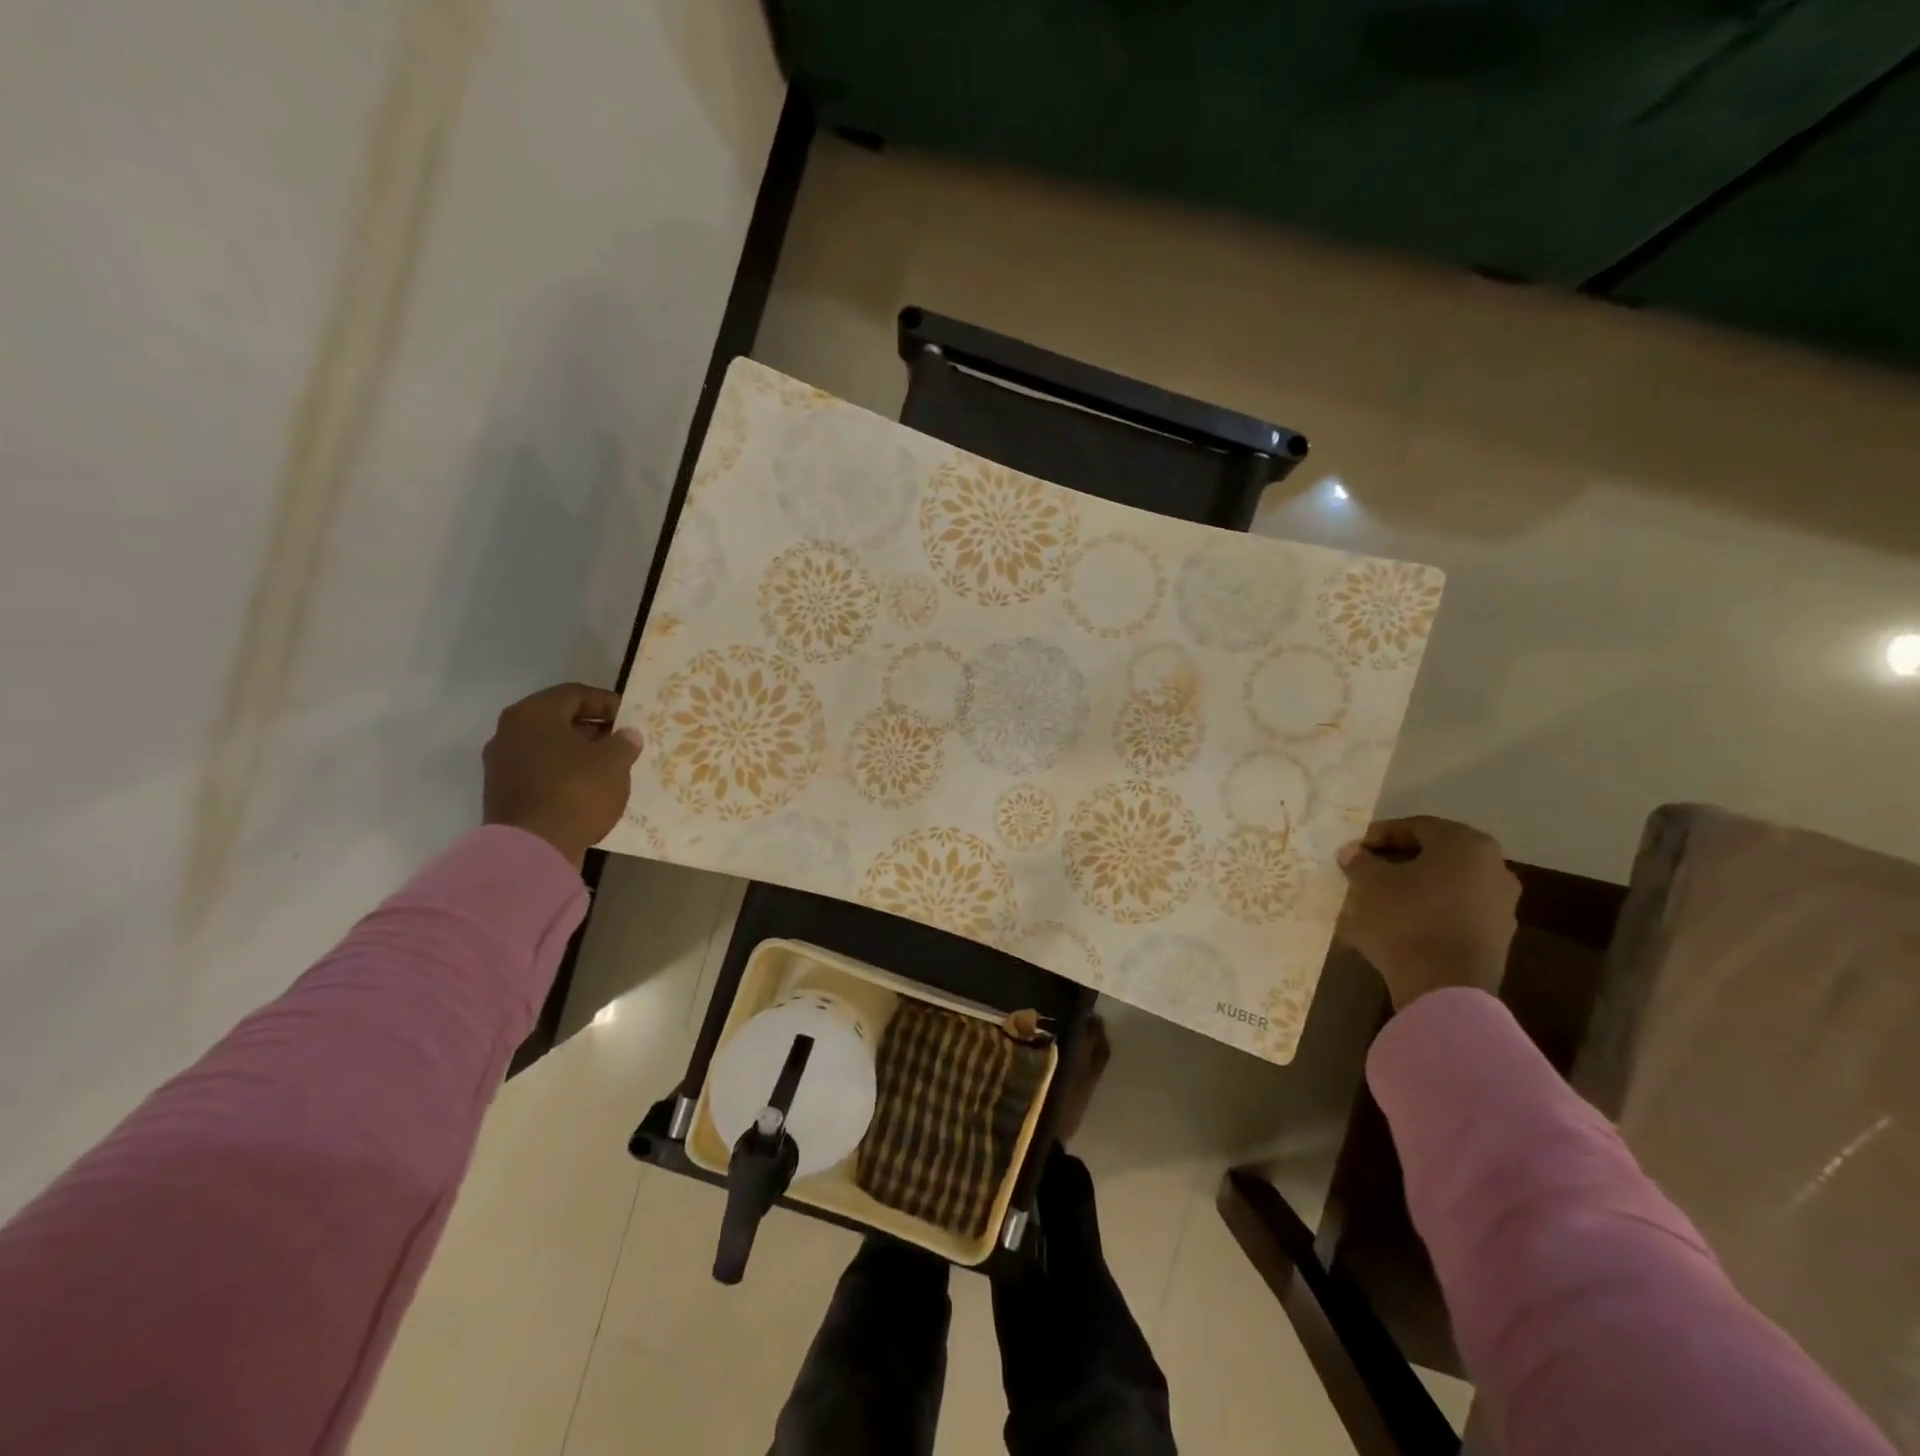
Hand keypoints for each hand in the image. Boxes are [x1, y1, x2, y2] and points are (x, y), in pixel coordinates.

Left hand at [482, 684, 642, 868]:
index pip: (575, 694)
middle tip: (621, 742)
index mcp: (533, 714)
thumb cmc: (575, 792)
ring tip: (608, 767)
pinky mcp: (502, 792)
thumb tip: (626, 735)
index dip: (607, 703)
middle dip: (593, 728)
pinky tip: (587, 788)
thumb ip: (623, 742)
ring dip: (578, 752)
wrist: (531, 850)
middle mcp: (509, 732)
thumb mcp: (613, 762)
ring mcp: (501, 764)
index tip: (630, 719)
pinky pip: (539, 770)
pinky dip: (563, 772)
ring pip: (547, 746)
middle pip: (557, 719)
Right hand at [1336, 816, 1519, 1010]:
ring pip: (1443, 887)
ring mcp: (1500, 906)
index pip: (1416, 827)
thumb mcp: (1369, 882)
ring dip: (1409, 890)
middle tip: (1364, 873)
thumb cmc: (1406, 919)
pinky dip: (1425, 915)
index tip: (1353, 851)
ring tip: (1373, 903)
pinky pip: (1452, 915)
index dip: (1379, 836)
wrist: (1445, 988)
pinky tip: (1394, 928)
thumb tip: (1354, 853)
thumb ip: (1360, 861)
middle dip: (1395, 863)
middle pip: (1434, 857)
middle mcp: (1494, 869)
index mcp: (1466, 844)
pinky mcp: (1495, 939)